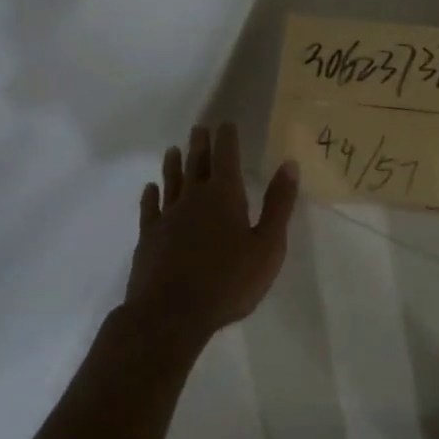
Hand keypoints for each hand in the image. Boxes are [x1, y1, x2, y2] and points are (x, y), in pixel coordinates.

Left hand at [126, 122, 298, 346]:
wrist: (171, 315)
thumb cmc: (228, 282)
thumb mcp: (268, 246)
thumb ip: (278, 204)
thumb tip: (289, 164)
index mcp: (225, 196)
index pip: (226, 157)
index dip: (227, 139)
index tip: (225, 123)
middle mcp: (194, 198)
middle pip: (197, 164)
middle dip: (200, 145)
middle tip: (199, 128)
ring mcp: (168, 217)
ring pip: (171, 182)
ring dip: (174, 164)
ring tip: (173, 149)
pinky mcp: (149, 238)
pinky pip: (150, 209)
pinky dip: (150, 196)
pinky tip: (150, 189)